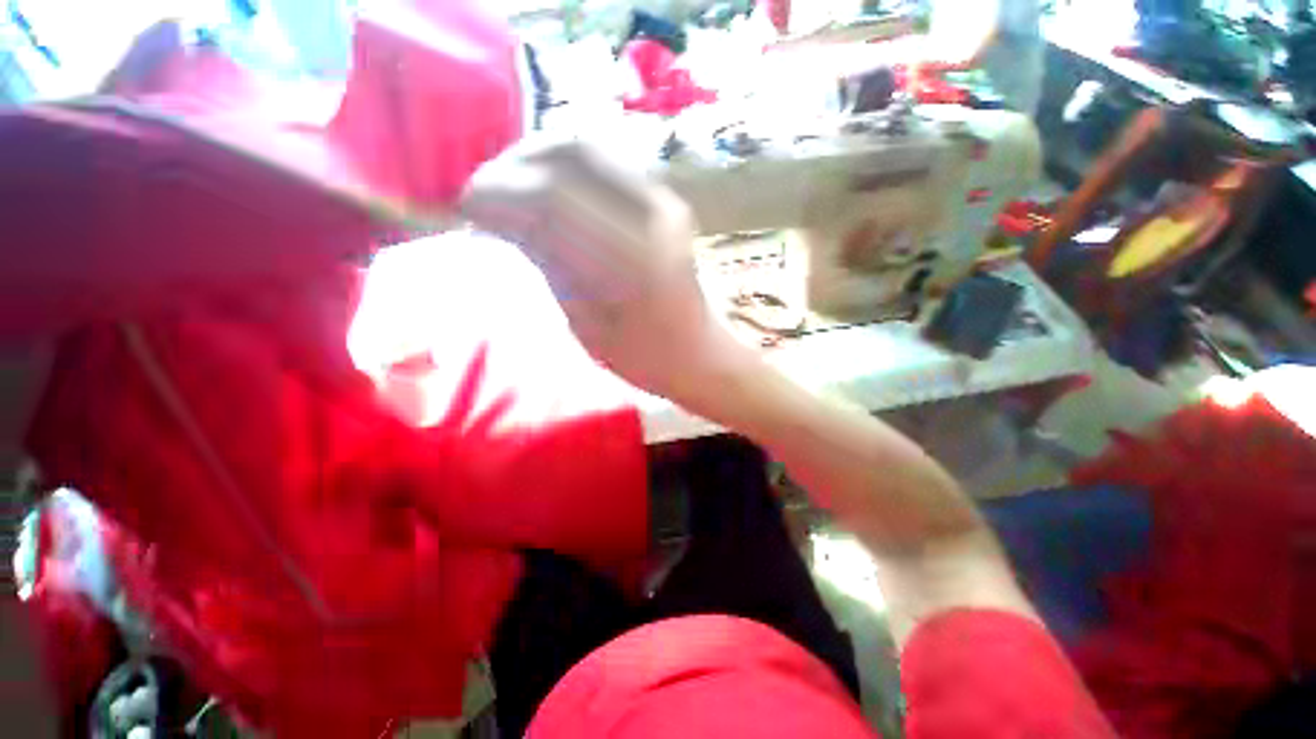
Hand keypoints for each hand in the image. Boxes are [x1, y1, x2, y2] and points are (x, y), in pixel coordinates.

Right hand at [460, 139, 750, 407]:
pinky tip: (543, 192)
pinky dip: (564, 169)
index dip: (502, 192)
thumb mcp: (588, 324)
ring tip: (508, 189)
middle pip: (571, 153)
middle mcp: (654, 216)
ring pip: (589, 149)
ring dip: (538, 160)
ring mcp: (664, 202)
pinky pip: (606, 166)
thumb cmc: (644, 357)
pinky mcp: (664, 202)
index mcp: (634, 259)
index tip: (467, 207)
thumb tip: (502, 218)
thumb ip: (550, 264)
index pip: (554, 197)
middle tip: (484, 193)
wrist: (697, 353)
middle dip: (515, 165)